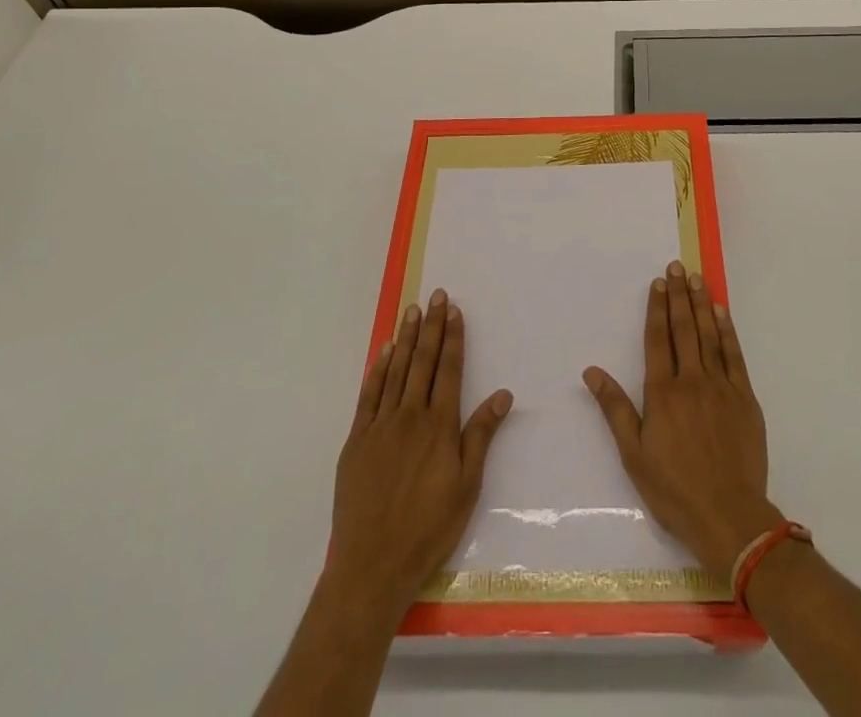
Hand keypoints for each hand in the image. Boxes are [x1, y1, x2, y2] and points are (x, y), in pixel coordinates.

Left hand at [328, 289, 513, 619]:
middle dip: (431, 326)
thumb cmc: (428, 528)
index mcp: (439, 426)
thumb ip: (481, 435)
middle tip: (435, 295)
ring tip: (412, 310)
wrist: (372, 565)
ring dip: (406, 338)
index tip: (454, 310)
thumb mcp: (467, 486)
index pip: (449, 369)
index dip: (453, 338)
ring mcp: (380, 426)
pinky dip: (378, 369)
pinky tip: (384, 351)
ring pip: (396, 371)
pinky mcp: (357, 440)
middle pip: (423, 361)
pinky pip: (369, 395)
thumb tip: (503, 394)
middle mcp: (410, 416)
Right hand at [582, 261, 782, 580]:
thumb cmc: (674, 490)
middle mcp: (691, 380)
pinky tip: (721, 313)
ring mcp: (721, 386)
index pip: (658, 339)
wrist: (730, 517)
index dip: (657, 308)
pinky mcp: (745, 398)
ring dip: (701, 304)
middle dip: (678, 295)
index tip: (657, 283)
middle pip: (683, 328)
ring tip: (696, 278)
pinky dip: (727, 330)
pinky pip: (734, 355)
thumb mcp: (634, 454)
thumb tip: (591, 371)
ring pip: (709, 335)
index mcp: (662, 392)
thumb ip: (614, 408)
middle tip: (676, 266)